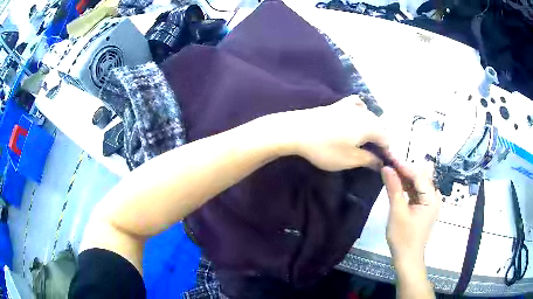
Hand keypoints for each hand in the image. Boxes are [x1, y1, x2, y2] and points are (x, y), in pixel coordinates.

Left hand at [276, 95, 389, 171]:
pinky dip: (361, 112)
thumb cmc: (325, 148)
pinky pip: (357, 105)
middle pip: (381, 127)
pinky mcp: (339, 104)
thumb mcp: (349, 159)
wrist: (297, 130)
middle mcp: (365, 113)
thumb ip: (369, 160)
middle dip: (379, 141)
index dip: (386, 152)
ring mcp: (351, 106)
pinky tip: (356, 119)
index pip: (388, 139)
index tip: (378, 162)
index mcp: (371, 126)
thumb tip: (380, 162)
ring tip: (362, 142)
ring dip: (371, 129)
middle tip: (370, 155)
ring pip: (370, 117)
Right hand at [382, 160, 439, 267]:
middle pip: (420, 177)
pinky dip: (406, 186)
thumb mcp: (397, 212)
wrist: (407, 257)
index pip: (418, 176)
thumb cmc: (403, 237)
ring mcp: (429, 202)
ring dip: (405, 176)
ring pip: (417, 183)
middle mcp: (434, 197)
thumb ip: (394, 188)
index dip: (404, 165)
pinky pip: (416, 191)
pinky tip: (396, 181)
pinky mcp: (424, 207)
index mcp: (431, 199)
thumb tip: (387, 168)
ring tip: (390, 168)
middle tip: (389, 161)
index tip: (390, 156)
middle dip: (405, 169)